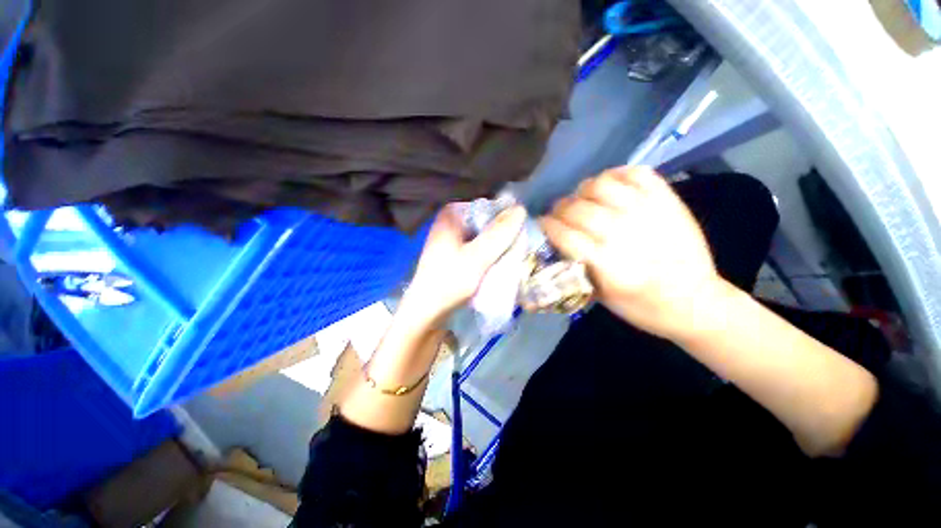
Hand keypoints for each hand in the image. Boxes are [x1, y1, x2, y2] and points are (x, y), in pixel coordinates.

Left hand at [398, 203, 526, 327]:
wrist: (427, 312)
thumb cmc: (449, 281)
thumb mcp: (478, 256)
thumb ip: (499, 233)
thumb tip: (521, 209)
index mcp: (451, 215)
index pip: (486, 206)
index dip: (505, 215)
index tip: (521, 229)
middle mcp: (450, 223)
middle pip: (484, 221)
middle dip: (502, 231)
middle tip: (521, 243)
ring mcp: (451, 239)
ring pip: (482, 235)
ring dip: (497, 243)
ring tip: (514, 252)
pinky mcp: (454, 254)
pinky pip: (477, 247)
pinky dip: (489, 252)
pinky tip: (500, 261)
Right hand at [540, 166, 721, 340]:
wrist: (695, 301)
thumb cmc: (641, 306)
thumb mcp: (599, 297)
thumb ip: (575, 266)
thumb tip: (555, 240)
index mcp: (609, 266)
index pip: (565, 235)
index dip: (547, 226)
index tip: (541, 224)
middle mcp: (626, 235)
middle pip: (578, 209)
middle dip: (559, 209)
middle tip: (558, 214)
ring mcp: (649, 213)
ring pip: (601, 185)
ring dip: (583, 191)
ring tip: (582, 200)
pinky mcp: (667, 200)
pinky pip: (635, 173)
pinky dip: (616, 175)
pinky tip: (609, 188)